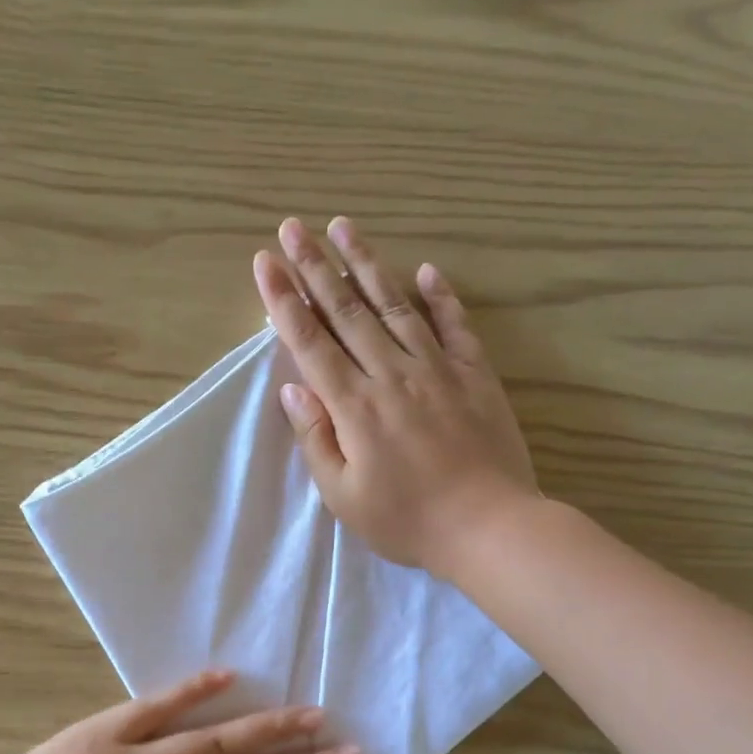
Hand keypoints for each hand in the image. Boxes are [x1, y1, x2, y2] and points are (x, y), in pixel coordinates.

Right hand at [255, 216, 539, 578]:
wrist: (489, 527)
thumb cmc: (407, 520)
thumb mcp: (344, 495)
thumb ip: (316, 438)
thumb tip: (293, 388)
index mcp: (354, 406)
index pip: (309, 342)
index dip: (283, 300)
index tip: (264, 262)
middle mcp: (391, 374)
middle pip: (346, 311)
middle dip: (315, 266)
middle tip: (293, 226)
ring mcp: (437, 369)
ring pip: (395, 305)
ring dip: (366, 264)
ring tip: (345, 227)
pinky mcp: (474, 374)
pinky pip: (454, 326)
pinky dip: (440, 296)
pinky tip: (426, 270)